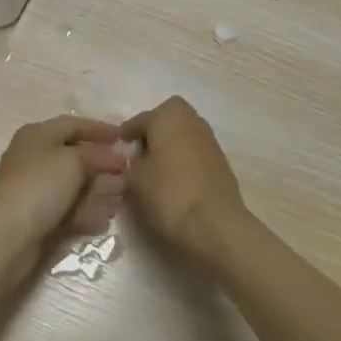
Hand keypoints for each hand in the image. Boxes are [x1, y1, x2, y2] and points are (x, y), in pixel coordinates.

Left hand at [0, 116, 127, 272]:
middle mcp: (36, 159)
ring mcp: (37, 191)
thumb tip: (114, 157)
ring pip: (75, 186)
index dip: (99, 129)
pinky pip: (70, 211)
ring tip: (124, 197)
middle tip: (130, 173)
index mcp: (38, 135)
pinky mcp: (40, 219)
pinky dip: (88, 212)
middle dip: (103, 164)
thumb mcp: (72, 160)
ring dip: (100, 190)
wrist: (5, 235)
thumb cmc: (39, 185)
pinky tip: (106, 219)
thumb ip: (97, 155)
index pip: (73, 125)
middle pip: (75, 157)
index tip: (125, 137)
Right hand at [121, 97, 249, 266]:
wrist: (216, 224)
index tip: (119, 143)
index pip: (141, 119)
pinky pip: (196, 151)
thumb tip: (137, 160)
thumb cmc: (169, 193)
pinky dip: (185, 158)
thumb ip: (132, 164)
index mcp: (168, 118)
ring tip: (157, 166)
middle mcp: (192, 121)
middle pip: (170, 116)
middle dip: (155, 128)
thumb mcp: (136, 179)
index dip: (128, 131)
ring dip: (171, 143)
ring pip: (185, 133)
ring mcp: (210, 141)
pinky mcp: (222, 162)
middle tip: (142, 149)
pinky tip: (175, 178)